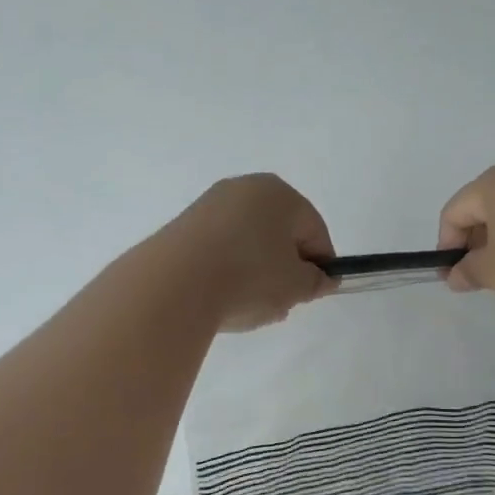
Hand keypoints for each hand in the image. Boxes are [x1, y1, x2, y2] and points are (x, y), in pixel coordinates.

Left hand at [162, 174, 335, 331]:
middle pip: (278, 233)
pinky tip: (222, 298)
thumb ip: (315, 281)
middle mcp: (244, 188)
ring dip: (255, 272)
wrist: (175, 284)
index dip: (319, 265)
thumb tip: (320, 278)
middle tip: (281, 302)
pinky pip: (218, 249)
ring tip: (248, 306)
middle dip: (284, 269)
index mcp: (280, 193)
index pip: (314, 230)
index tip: (311, 294)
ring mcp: (209, 205)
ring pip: (247, 242)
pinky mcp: (183, 227)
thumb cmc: (249, 277)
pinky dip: (227, 271)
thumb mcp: (296, 286)